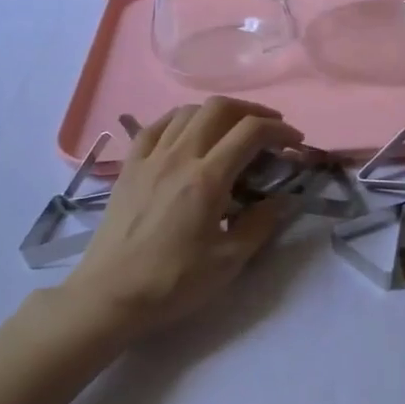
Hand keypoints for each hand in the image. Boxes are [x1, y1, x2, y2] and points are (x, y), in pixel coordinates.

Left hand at [63, 97, 303, 337]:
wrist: (109, 296)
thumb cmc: (172, 282)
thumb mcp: (228, 261)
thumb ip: (261, 224)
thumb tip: (283, 200)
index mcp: (207, 179)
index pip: (250, 133)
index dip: (279, 130)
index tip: (295, 143)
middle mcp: (179, 156)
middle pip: (219, 108)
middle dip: (252, 111)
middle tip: (270, 129)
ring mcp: (150, 158)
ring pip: (187, 112)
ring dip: (217, 113)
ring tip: (232, 131)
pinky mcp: (129, 167)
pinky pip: (156, 126)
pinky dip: (180, 120)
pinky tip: (187, 133)